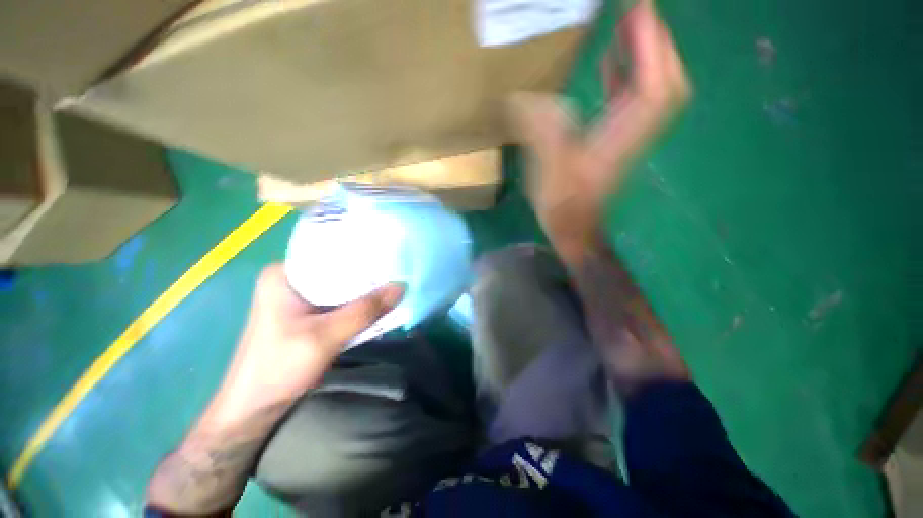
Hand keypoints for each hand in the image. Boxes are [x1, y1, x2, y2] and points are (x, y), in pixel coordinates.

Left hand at [214, 264, 403, 421]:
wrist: (255, 408)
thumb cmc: (280, 368)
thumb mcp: (326, 337)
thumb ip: (365, 311)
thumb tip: (402, 286)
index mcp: (285, 274)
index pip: (331, 253)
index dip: (362, 254)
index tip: (390, 255)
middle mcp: (293, 279)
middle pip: (339, 270)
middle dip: (367, 274)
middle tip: (398, 270)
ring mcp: (301, 297)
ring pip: (342, 287)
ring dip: (365, 290)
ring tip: (394, 283)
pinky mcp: (308, 313)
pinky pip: (340, 301)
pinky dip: (358, 304)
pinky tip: (378, 303)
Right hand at [510, 0, 689, 266]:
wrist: (574, 229)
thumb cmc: (562, 205)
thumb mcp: (548, 171)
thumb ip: (542, 133)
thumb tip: (528, 98)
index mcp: (619, 139)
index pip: (653, 85)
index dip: (650, 46)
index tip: (640, 9)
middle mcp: (633, 133)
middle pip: (665, 81)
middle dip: (656, 42)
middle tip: (638, 11)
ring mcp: (628, 136)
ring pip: (655, 88)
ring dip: (648, 54)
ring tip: (631, 24)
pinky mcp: (617, 140)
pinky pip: (635, 100)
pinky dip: (630, 75)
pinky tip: (614, 61)